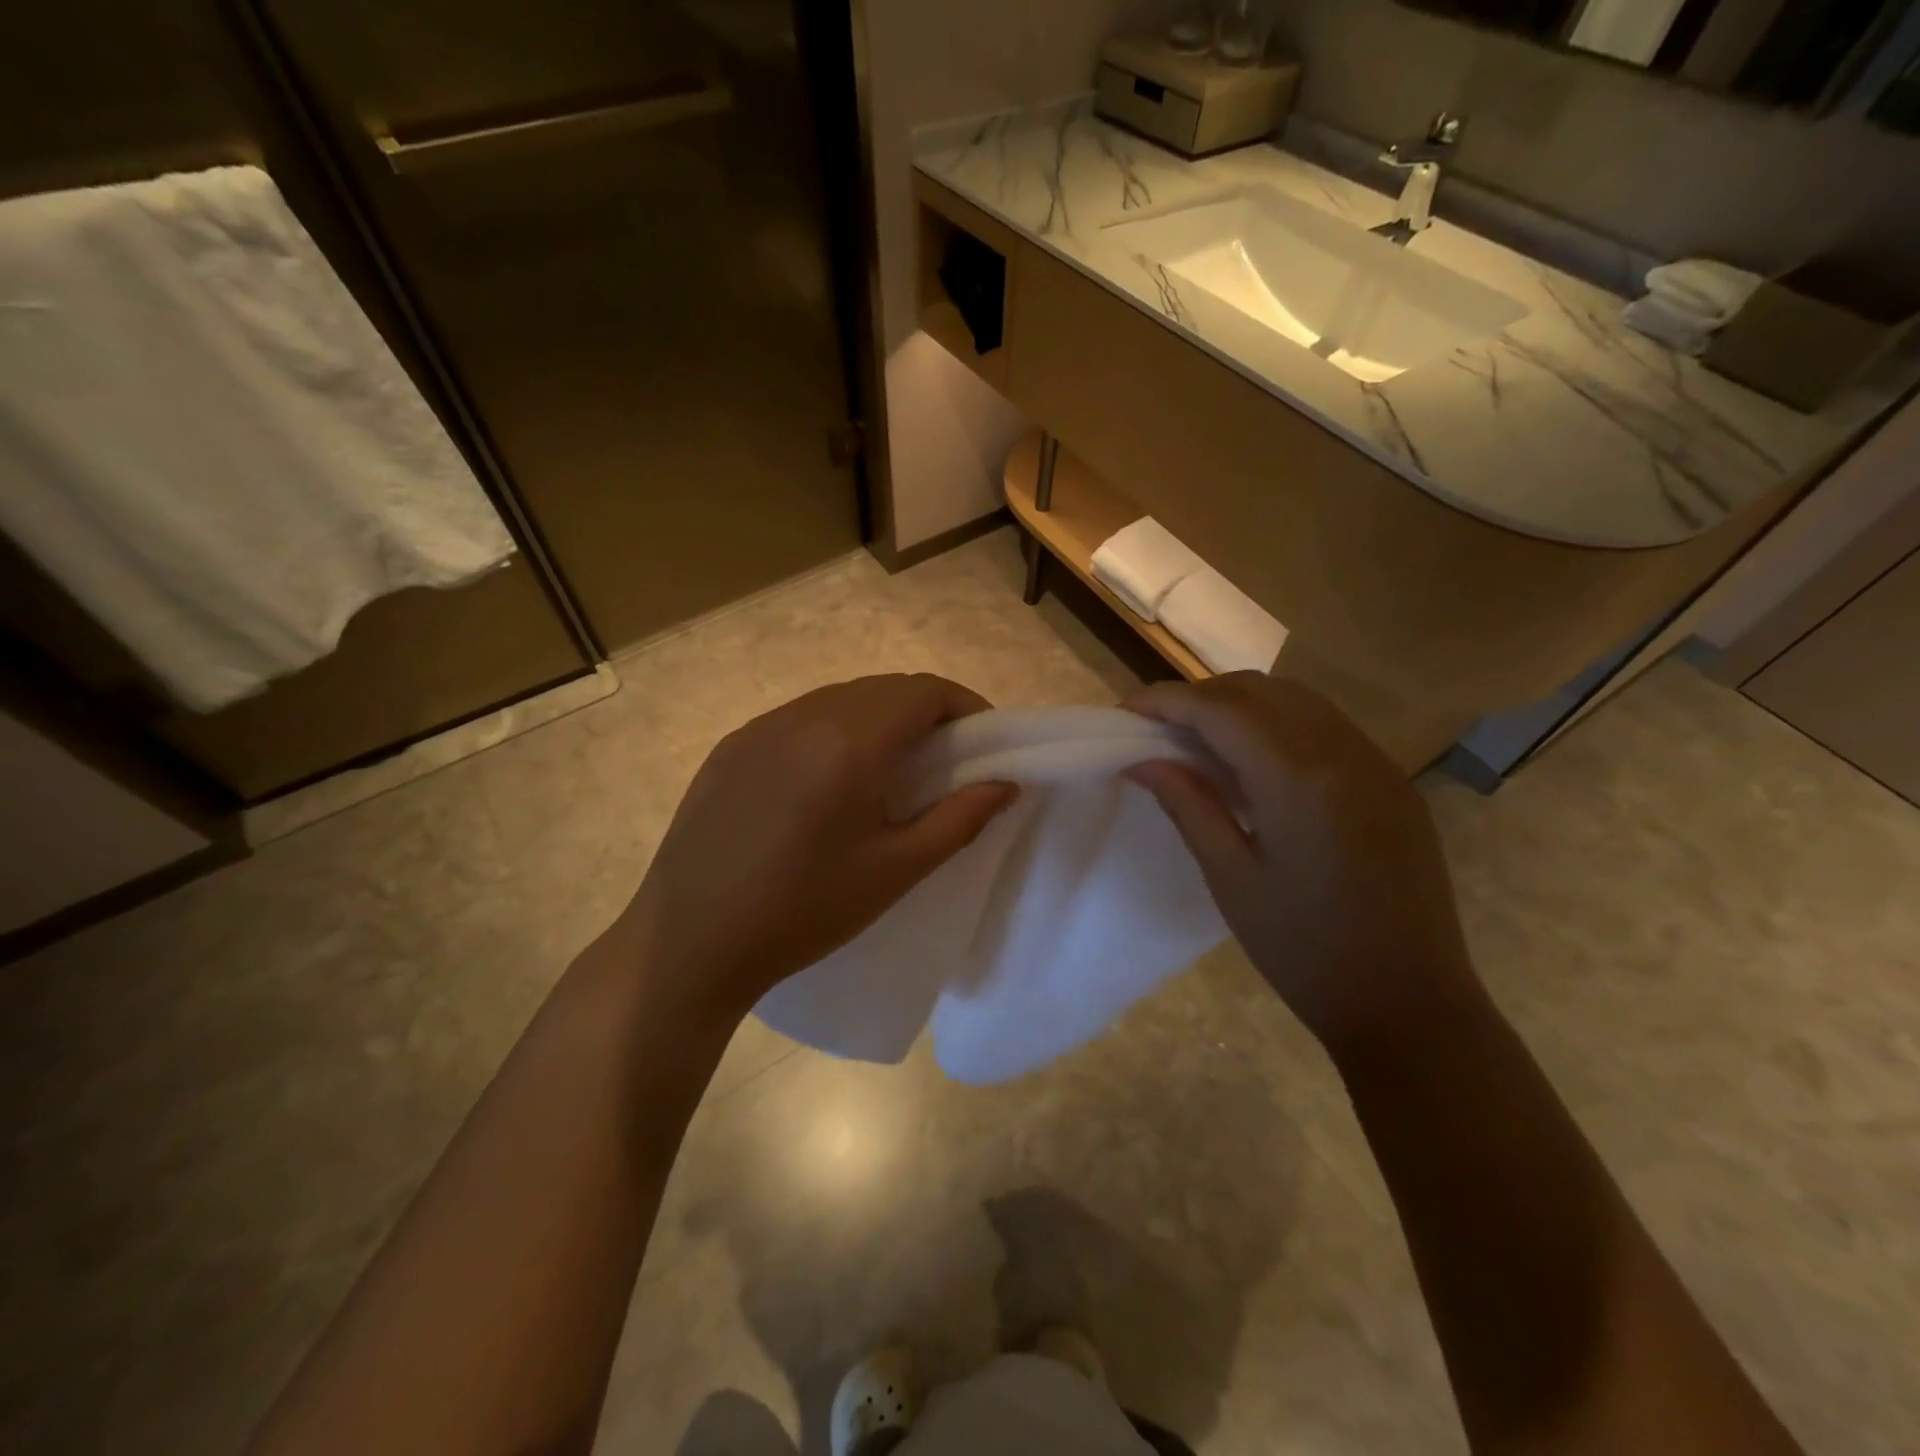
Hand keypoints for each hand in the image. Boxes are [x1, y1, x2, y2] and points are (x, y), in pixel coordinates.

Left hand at [625, 674, 1016, 1017]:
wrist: (691, 941)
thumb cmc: (804, 911)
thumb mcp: (896, 870)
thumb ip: (960, 819)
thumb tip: (1006, 783)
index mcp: (850, 742)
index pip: (924, 691)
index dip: (965, 706)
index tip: (983, 743)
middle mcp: (805, 716)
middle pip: (884, 688)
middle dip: (926, 711)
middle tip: (944, 760)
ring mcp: (761, 727)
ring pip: (840, 698)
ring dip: (879, 718)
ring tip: (889, 770)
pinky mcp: (732, 746)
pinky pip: (799, 718)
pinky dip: (833, 731)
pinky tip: (828, 781)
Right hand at [1127, 673, 1478, 1052]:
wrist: (1409, 1003)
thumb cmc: (1304, 948)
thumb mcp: (1231, 877)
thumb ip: (1188, 805)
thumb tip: (1142, 761)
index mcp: (1298, 779)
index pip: (1220, 711)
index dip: (1167, 701)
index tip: (1126, 710)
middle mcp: (1342, 751)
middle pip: (1258, 692)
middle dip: (1200, 696)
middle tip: (1157, 726)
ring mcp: (1375, 762)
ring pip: (1295, 700)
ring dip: (1239, 704)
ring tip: (1198, 738)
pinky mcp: (1391, 780)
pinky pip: (1324, 726)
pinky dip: (1277, 723)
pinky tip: (1254, 760)